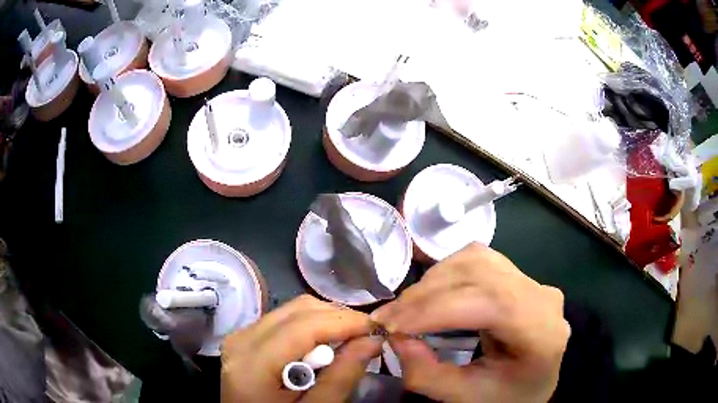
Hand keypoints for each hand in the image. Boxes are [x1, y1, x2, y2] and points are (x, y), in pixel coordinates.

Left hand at [221, 295, 380, 402]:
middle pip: (299, 310)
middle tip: (367, 337)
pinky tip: (323, 346)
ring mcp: (241, 335)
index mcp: (252, 364)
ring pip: (292, 310)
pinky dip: (310, 327)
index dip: (345, 321)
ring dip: (326, 321)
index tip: (378, 329)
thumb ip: (341, 378)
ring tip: (348, 342)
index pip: (304, 326)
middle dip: (339, 318)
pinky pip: (283, 319)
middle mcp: (242, 339)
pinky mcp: (246, 337)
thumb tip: (372, 341)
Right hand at [371, 243, 569, 402]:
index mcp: (542, 331)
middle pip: (480, 274)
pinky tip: (432, 294)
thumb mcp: (465, 397)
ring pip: (477, 260)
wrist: (533, 385)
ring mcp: (533, 281)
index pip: (489, 303)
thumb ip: (426, 375)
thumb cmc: (506, 396)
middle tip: (389, 318)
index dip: (435, 310)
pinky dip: (447, 273)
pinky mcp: (520, 276)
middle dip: (426, 295)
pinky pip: (479, 260)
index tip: (391, 325)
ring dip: (434, 280)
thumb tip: (395, 338)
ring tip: (407, 308)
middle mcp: (542, 296)